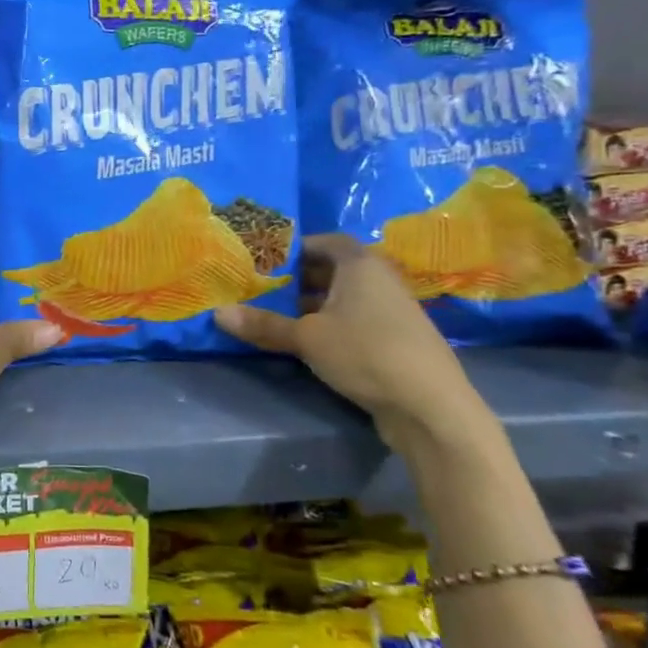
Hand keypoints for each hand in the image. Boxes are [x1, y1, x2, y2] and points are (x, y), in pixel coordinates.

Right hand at [214, 234, 476, 427]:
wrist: (430, 406)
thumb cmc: (365, 352)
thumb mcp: (306, 338)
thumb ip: (264, 324)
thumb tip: (217, 313)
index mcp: (361, 265)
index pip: (325, 241)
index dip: (295, 247)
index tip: (265, 260)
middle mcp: (380, 280)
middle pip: (334, 269)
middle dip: (298, 278)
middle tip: (262, 288)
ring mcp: (392, 310)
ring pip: (344, 297)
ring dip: (314, 304)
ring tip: (278, 315)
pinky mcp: (396, 339)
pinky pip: (356, 319)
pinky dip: (332, 323)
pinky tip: (310, 341)